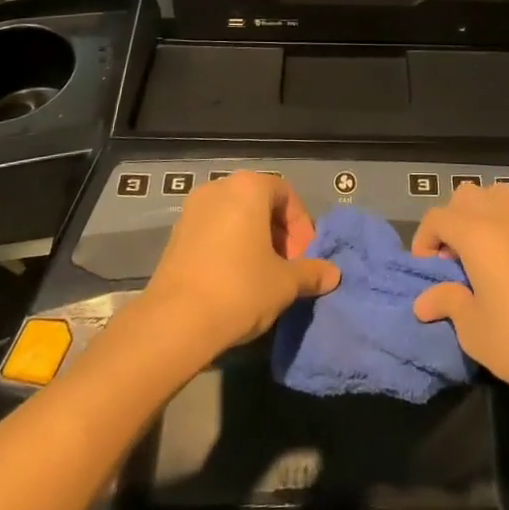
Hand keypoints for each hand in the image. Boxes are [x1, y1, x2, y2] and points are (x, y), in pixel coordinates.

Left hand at [138, 171, 339, 361]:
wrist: (175, 321)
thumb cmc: (240, 289)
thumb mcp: (285, 283)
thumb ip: (311, 272)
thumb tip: (333, 274)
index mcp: (248, 188)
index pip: (285, 194)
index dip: (301, 225)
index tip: (305, 256)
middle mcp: (218, 188)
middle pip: (259, 203)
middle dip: (279, 233)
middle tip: (288, 267)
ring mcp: (192, 210)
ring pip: (235, 217)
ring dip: (254, 241)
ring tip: (264, 276)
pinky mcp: (175, 235)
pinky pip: (213, 231)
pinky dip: (230, 247)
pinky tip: (236, 281)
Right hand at [412, 181, 508, 405]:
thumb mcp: (474, 329)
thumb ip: (448, 303)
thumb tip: (424, 301)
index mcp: (478, 234)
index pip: (438, 217)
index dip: (424, 240)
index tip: (426, 270)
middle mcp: (504, 218)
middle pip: (466, 196)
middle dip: (452, 220)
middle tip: (452, 259)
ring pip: (496, 196)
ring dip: (480, 216)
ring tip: (480, 255)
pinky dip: (505, 225)